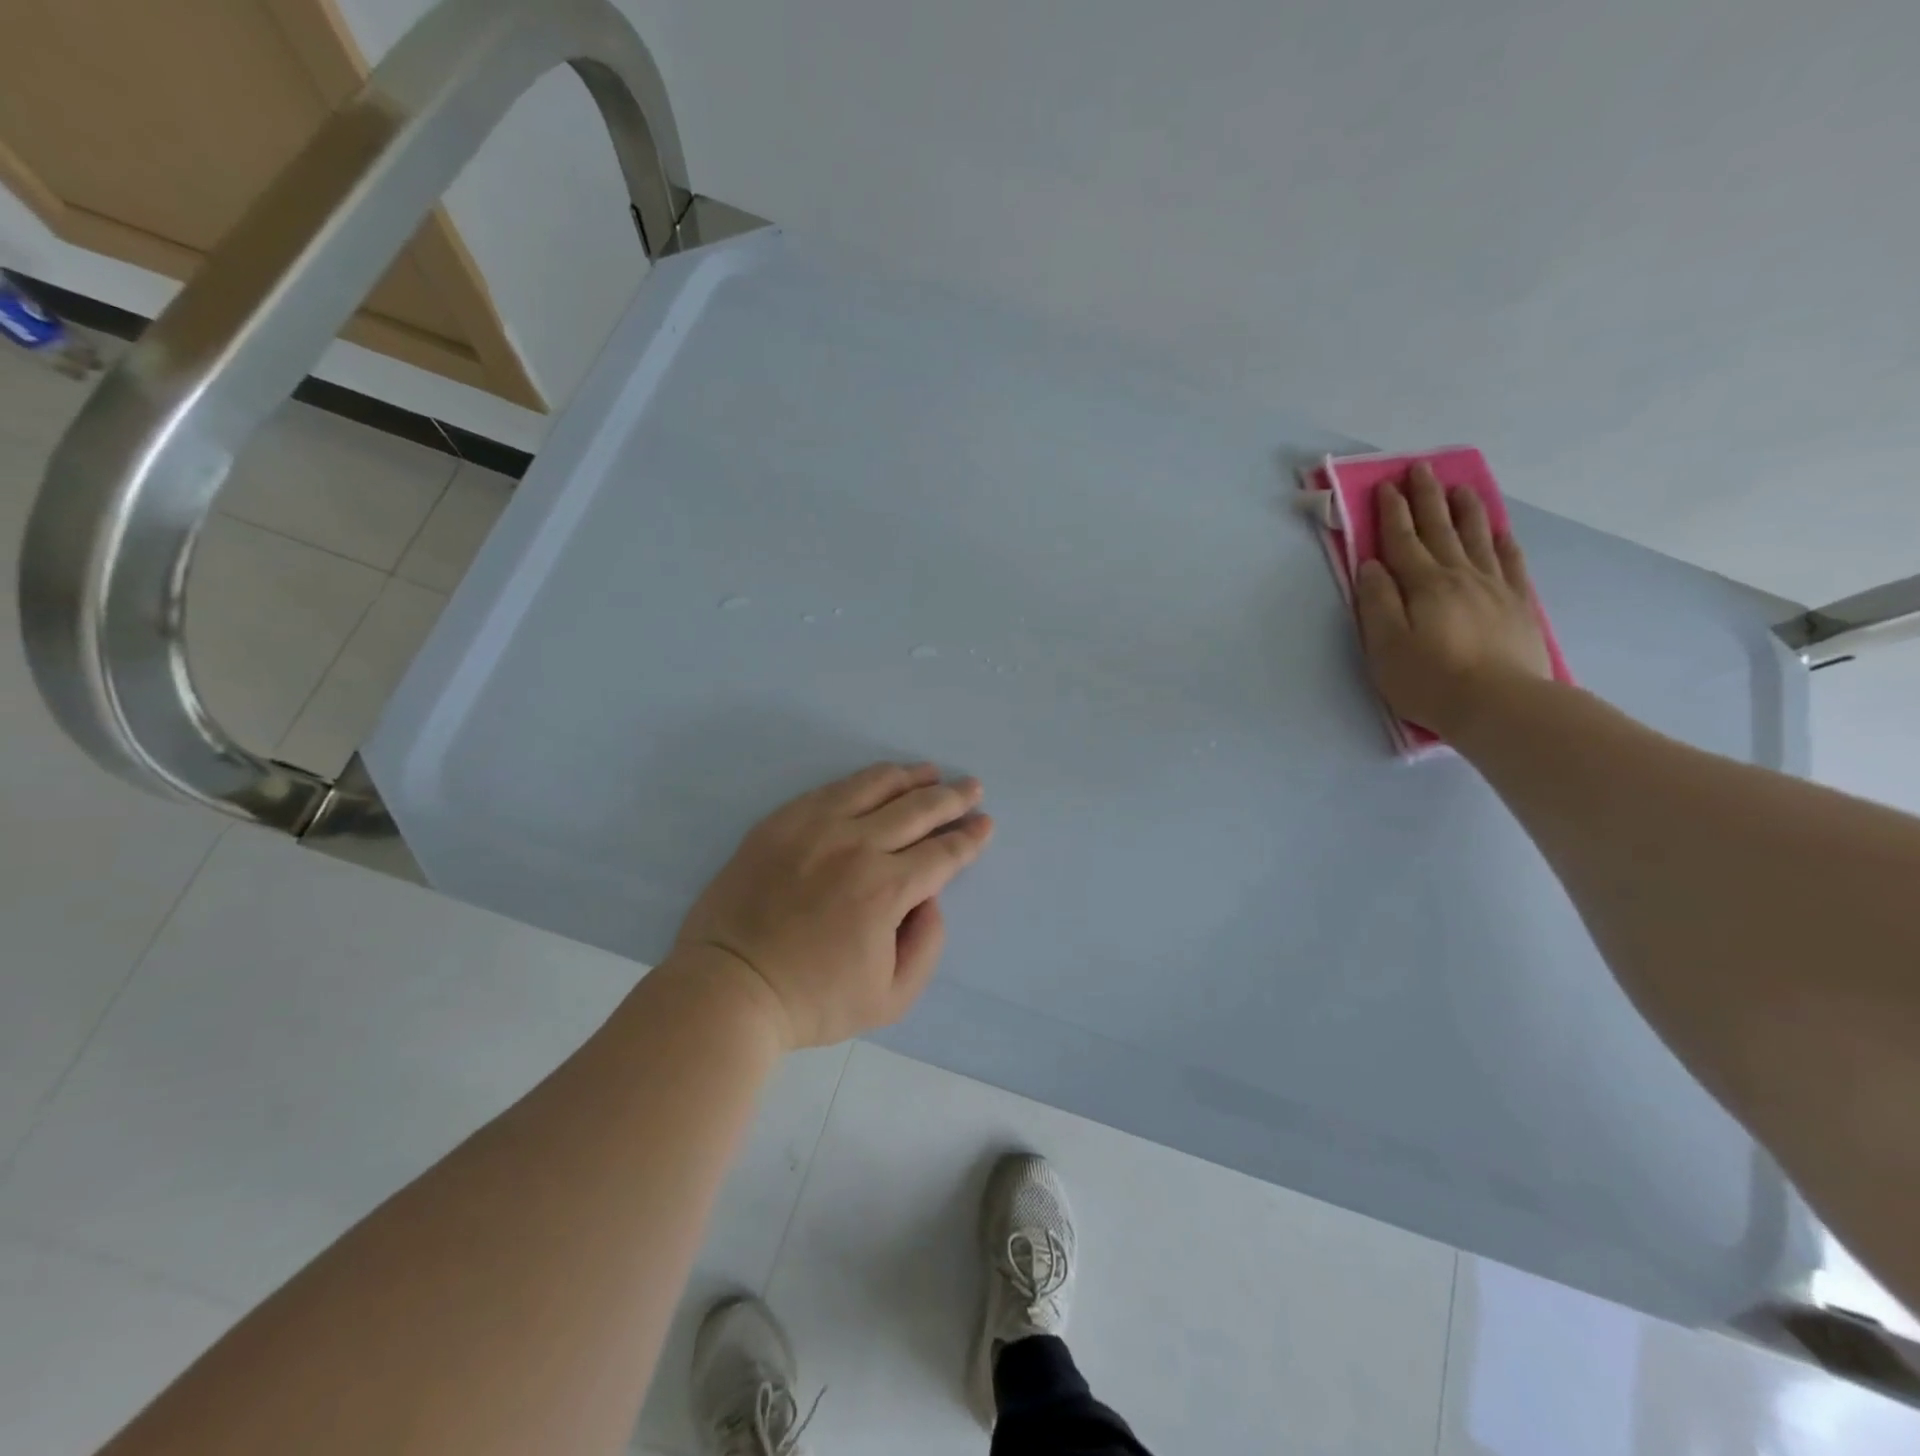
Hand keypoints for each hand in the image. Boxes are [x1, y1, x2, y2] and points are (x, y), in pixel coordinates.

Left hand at [674, 763, 994, 1050]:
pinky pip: (832, 788)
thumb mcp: (890, 999)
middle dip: (953, 797)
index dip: (969, 837)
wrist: (729, 988)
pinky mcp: (781, 821)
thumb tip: (930, 897)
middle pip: (918, 808)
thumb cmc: (812, 1000)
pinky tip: (877, 780)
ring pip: (876, 785)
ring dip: (912, 777)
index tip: (985, 823)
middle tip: (972, 787)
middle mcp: (856, 846)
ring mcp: (815, 827)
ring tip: (931, 771)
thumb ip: (927, 945)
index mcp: (886, 889)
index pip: (942, 852)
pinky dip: (864, 780)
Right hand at [1354, 463, 1551, 738]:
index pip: (1402, 540)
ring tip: (1460, 487)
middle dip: (1427, 498)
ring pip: (1478, 537)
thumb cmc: (1428, 679)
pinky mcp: (1517, 604)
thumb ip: (1376, 602)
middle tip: (1420, 469)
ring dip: (1465, 510)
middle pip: (1440, 529)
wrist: (1499, 704)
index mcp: (1423, 585)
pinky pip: (1510, 562)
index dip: (1392, 512)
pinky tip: (1499, 530)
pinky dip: (1502, 541)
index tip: (1386, 485)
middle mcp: (1459, 576)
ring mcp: (1494, 587)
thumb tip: (1370, 566)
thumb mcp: (1384, 646)